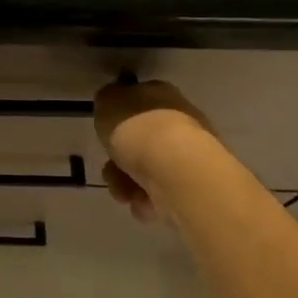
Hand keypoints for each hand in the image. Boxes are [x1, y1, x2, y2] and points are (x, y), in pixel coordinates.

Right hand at [93, 77, 217, 223]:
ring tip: (124, 193)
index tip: (104, 133)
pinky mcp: (192, 186)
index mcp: (160, 95)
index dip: (117, 118)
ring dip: (127, 183)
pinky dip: (146, 200)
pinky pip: (160, 193)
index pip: (136, 101)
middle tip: (110, 168)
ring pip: (147, 169)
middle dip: (120, 159)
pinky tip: (142, 203)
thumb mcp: (107, 102)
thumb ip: (107, 101)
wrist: (175, 169)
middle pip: (140, 140)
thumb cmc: (137, 129)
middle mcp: (178, 120)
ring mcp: (188, 154)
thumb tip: (111, 102)